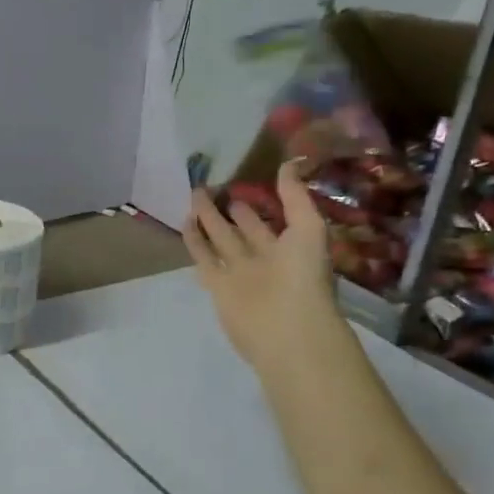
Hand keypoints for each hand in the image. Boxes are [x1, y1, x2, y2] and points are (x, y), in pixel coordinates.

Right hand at [184, 160, 339, 377]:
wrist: (286, 329)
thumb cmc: (303, 277)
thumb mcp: (309, 229)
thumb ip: (296, 197)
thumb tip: (288, 163)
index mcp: (291, 247)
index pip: (274, 219)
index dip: (261, 201)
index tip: (245, 179)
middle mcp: (265, 259)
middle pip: (243, 229)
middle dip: (231, 209)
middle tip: (213, 184)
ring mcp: (239, 273)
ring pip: (221, 241)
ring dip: (208, 220)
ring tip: (195, 196)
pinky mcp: (218, 286)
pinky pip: (204, 259)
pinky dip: (194, 242)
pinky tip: (184, 222)